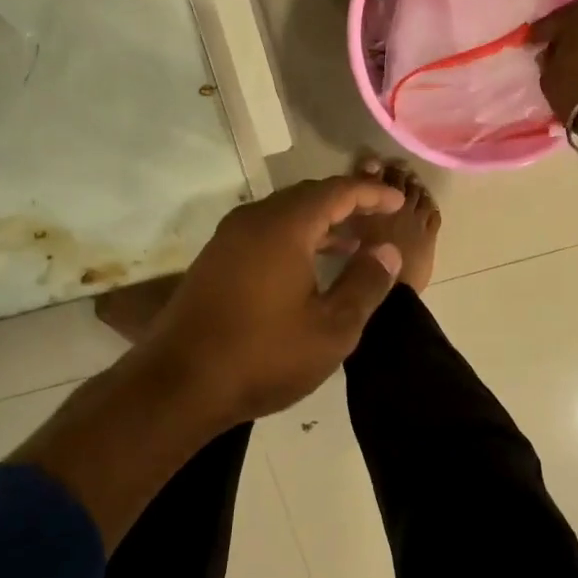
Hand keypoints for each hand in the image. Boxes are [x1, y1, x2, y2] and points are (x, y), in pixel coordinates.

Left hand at [147, 176, 405, 426]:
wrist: (178, 385)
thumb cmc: (263, 356)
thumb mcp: (331, 328)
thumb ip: (365, 284)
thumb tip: (387, 251)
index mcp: (284, 227)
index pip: (337, 191)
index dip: (372, 193)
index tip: (399, 201)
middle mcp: (253, 221)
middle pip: (308, 196)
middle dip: (346, 203)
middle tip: (378, 217)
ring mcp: (228, 240)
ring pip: (284, 215)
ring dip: (320, 223)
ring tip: (352, 245)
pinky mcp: (214, 261)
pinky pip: (264, 233)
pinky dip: (295, 238)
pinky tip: (309, 266)